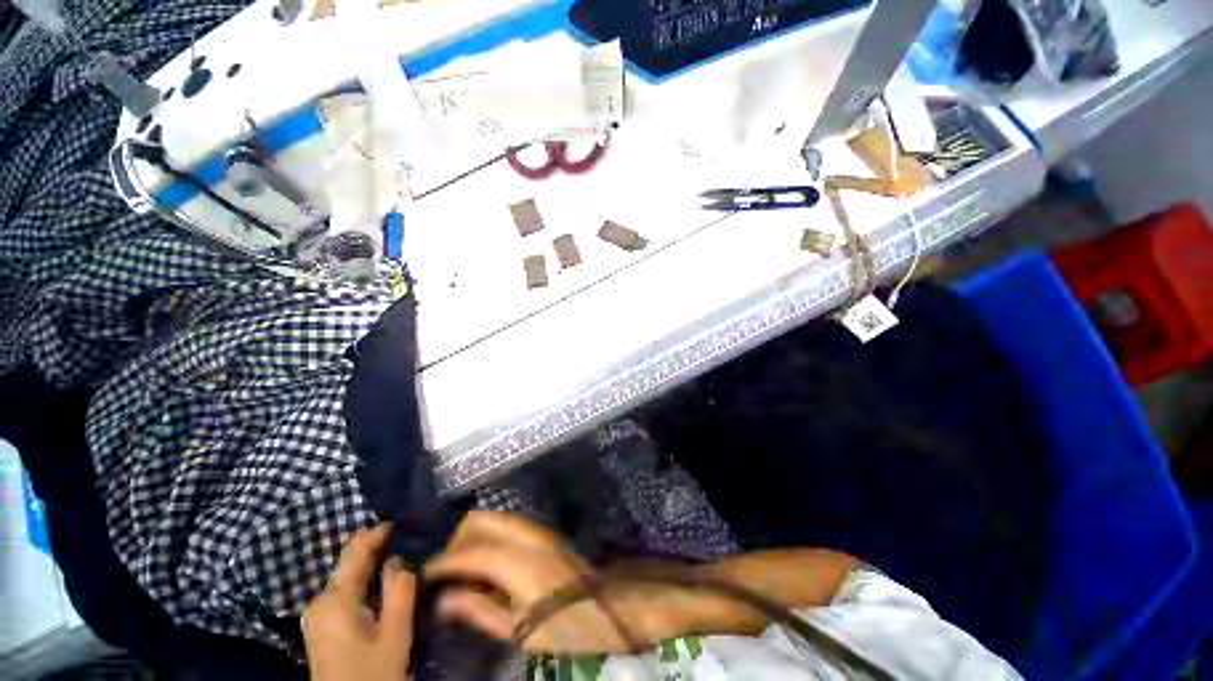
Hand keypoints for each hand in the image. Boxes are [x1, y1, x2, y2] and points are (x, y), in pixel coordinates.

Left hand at [303, 524, 416, 680]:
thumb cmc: (371, 673)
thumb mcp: (395, 634)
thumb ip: (400, 590)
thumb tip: (402, 557)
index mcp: (335, 599)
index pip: (356, 548)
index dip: (380, 530)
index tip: (406, 521)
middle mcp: (321, 600)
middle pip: (351, 562)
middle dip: (381, 549)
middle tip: (412, 542)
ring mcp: (318, 613)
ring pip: (349, 576)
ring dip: (375, 566)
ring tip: (405, 559)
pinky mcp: (322, 624)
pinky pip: (346, 591)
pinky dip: (366, 581)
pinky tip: (386, 585)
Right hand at [425, 512, 701, 654]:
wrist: (609, 605)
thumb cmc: (566, 626)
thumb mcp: (519, 630)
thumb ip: (479, 610)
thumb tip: (444, 598)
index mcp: (516, 561)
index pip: (467, 552)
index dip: (442, 562)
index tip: (424, 576)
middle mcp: (525, 534)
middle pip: (478, 520)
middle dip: (456, 541)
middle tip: (446, 573)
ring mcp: (536, 528)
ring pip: (493, 517)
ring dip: (472, 536)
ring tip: (463, 568)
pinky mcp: (543, 530)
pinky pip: (506, 522)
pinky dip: (489, 534)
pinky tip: (486, 560)